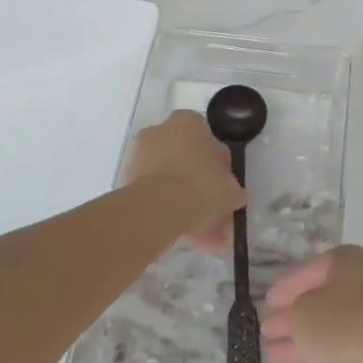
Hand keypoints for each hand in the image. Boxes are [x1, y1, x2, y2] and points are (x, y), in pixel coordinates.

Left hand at [119, 110, 243, 253]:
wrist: (158, 208)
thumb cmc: (200, 184)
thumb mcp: (229, 188)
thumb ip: (233, 190)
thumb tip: (236, 196)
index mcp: (187, 122)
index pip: (207, 138)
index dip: (219, 164)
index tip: (225, 184)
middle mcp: (161, 132)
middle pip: (186, 161)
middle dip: (202, 188)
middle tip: (216, 212)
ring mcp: (140, 158)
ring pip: (171, 182)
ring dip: (188, 206)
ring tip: (206, 238)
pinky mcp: (127, 184)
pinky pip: (157, 198)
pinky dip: (172, 215)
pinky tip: (189, 240)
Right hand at [262, 246, 362, 362]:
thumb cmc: (351, 324)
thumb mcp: (305, 314)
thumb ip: (288, 317)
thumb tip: (282, 320)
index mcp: (346, 264)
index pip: (308, 270)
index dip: (284, 286)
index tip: (263, 303)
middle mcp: (359, 291)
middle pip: (317, 304)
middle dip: (290, 320)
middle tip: (262, 334)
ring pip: (325, 337)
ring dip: (297, 348)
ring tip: (267, 358)